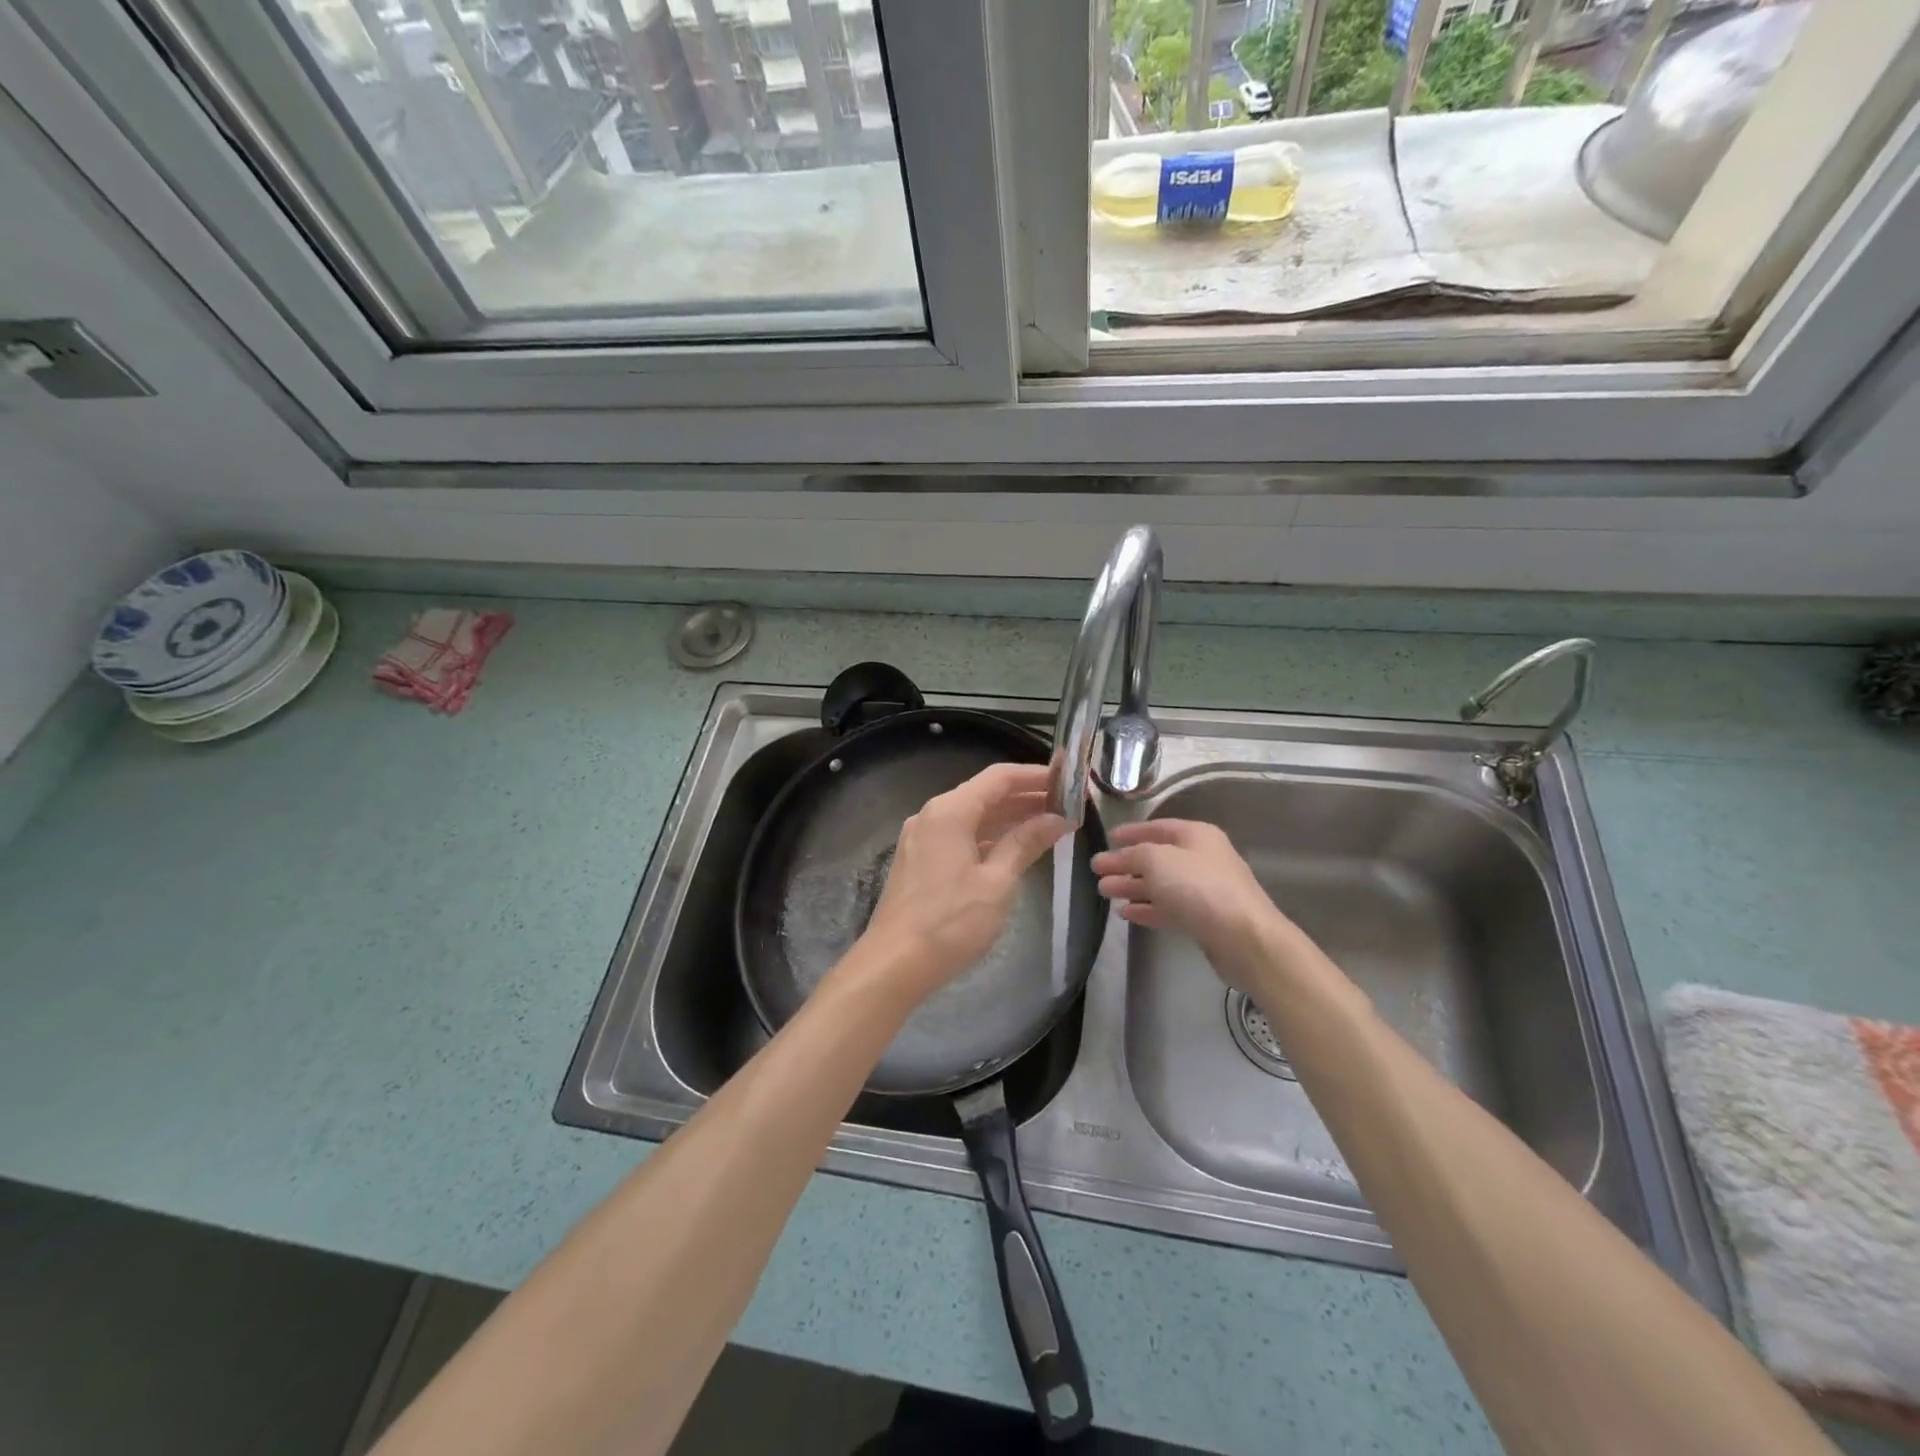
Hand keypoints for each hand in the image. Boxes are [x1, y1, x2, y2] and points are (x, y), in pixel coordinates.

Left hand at [844, 763, 1068, 1008]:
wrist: (894, 964)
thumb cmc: (950, 922)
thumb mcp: (997, 882)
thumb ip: (1025, 843)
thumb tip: (1056, 819)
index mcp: (950, 811)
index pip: (999, 777)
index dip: (1036, 775)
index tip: (1068, 780)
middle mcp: (932, 815)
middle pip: (986, 794)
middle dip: (1027, 797)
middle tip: (1068, 806)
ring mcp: (923, 838)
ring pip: (973, 816)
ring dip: (1010, 818)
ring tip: (1050, 825)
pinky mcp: (920, 861)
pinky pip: (961, 835)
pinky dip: (990, 836)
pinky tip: (1014, 848)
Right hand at [1091, 819, 1296, 994]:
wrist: (1243, 937)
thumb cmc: (1198, 887)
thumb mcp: (1157, 860)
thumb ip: (1131, 855)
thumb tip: (1113, 857)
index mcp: (1196, 835)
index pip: (1157, 827)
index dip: (1131, 832)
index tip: (1107, 839)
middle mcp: (1202, 858)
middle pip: (1156, 858)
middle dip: (1125, 864)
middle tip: (1097, 872)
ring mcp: (1204, 890)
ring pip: (1161, 884)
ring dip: (1132, 887)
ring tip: (1104, 892)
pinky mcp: (1204, 918)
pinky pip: (1169, 907)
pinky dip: (1147, 908)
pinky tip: (1126, 913)